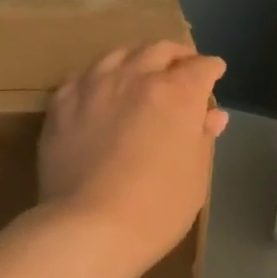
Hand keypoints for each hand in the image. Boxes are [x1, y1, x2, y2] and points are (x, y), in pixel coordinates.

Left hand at [39, 41, 228, 263]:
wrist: (89, 227)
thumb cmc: (158, 207)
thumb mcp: (195, 176)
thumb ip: (202, 137)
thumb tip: (211, 115)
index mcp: (176, 93)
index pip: (201, 68)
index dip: (211, 69)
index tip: (214, 72)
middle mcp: (135, 77)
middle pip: (159, 50)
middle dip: (176, 55)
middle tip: (182, 66)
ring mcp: (93, 86)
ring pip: (118, 55)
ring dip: (137, 59)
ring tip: (140, 71)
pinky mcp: (61, 103)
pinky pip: (83, 77)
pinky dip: (100, 78)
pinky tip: (100, 90)